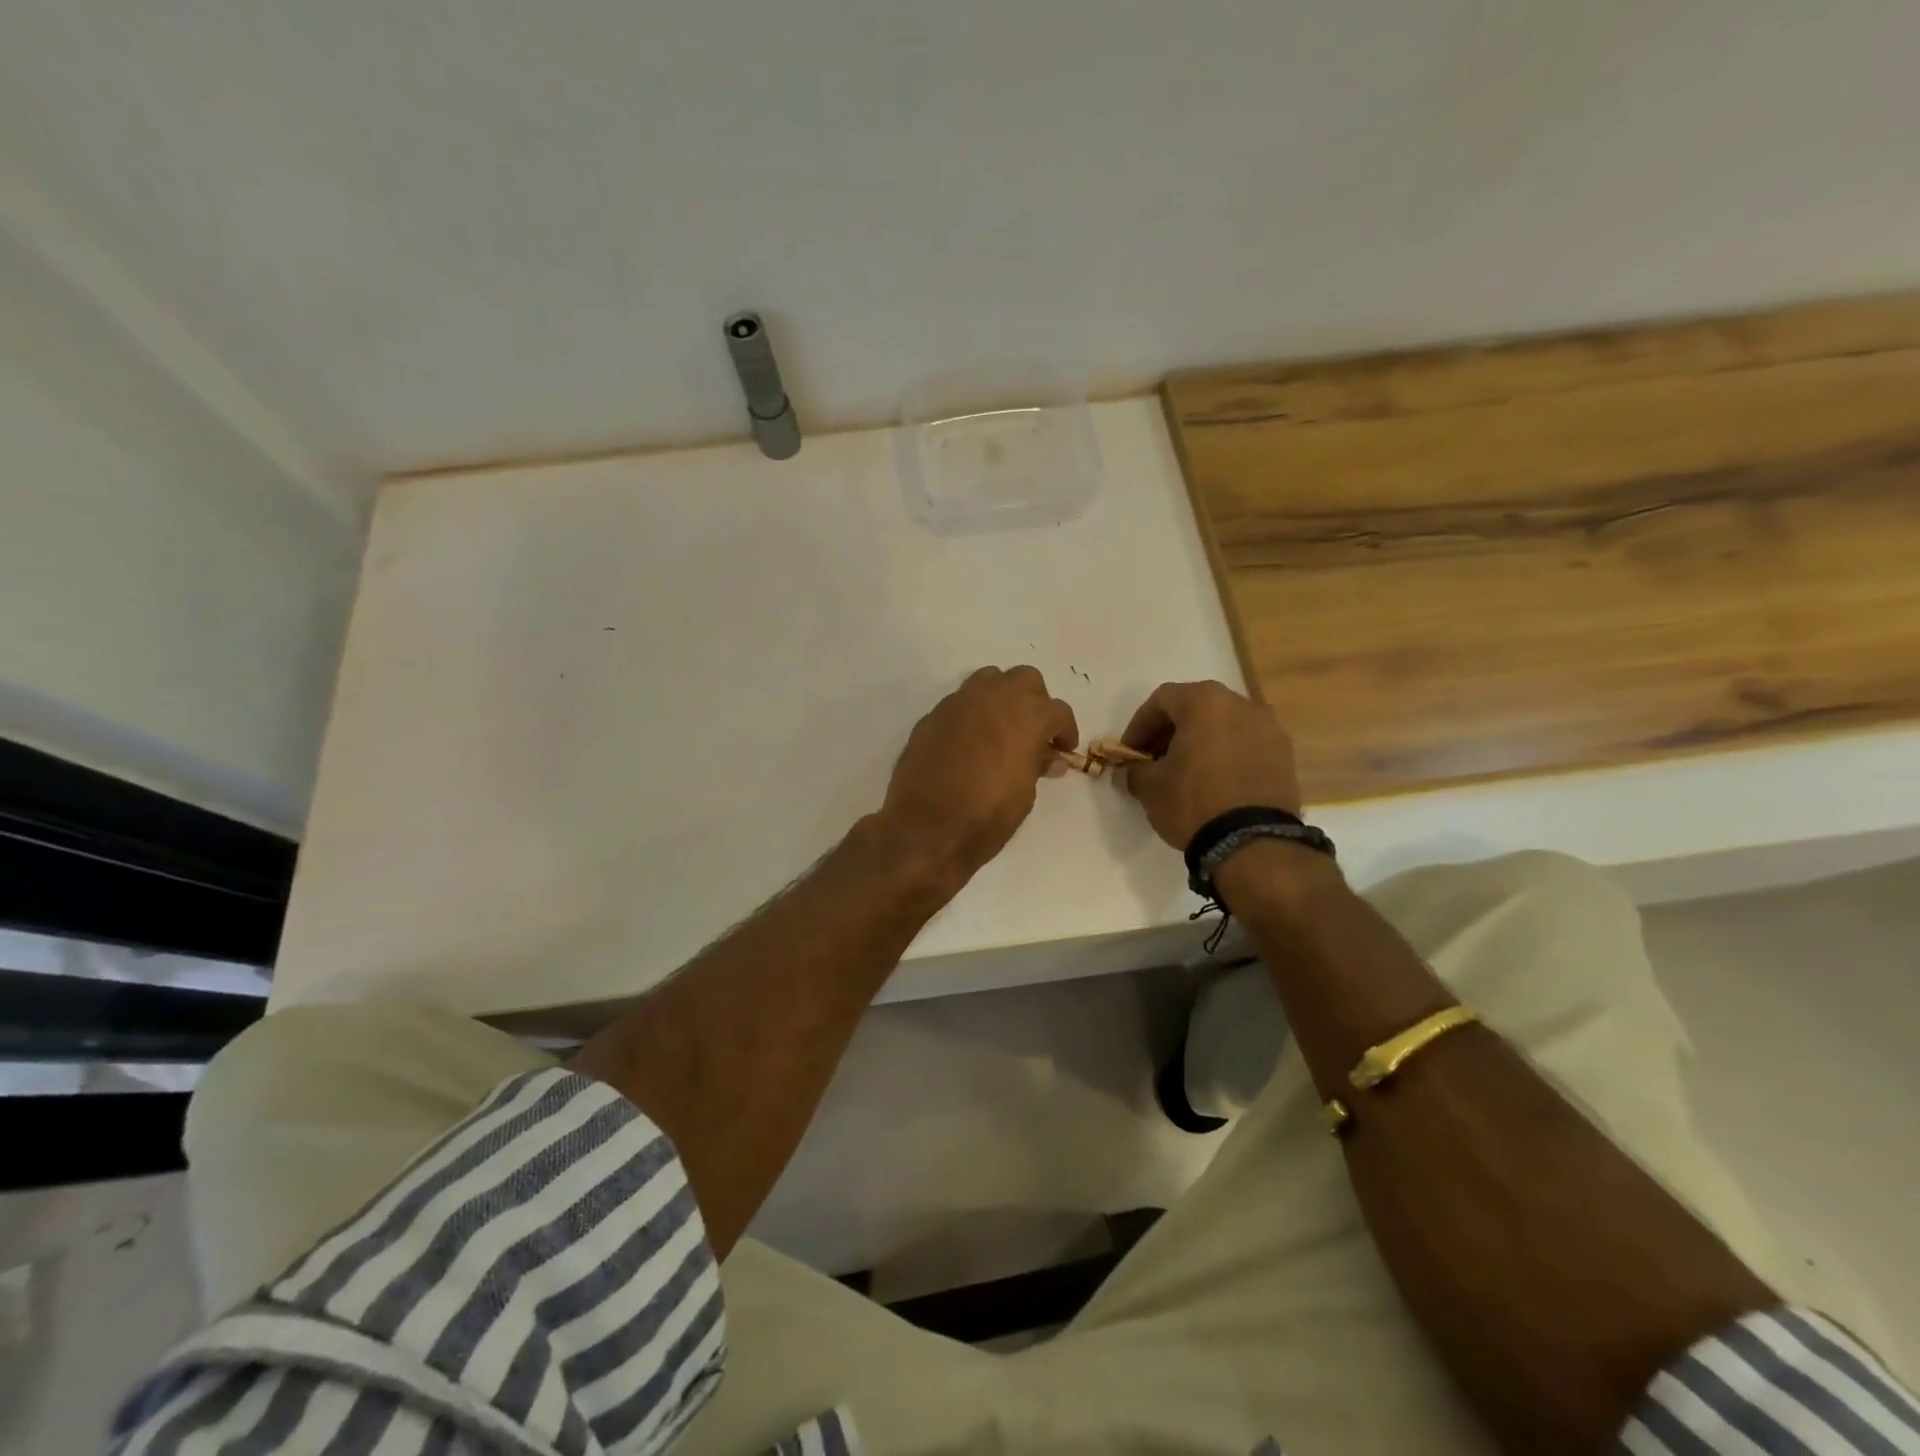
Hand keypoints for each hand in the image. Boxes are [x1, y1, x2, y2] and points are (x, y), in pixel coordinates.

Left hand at [877, 666, 1078, 886]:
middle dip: (1034, 701)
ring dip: (1001, 697)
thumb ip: (1037, 766)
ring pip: (990, 680)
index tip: (1063, 749)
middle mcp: (995, 697)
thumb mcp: (1025, 794)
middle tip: (1033, 731)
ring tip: (1001, 728)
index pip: (1058, 711)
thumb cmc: (987, 815)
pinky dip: (972, 714)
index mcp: (1028, 715)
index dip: (1065, 730)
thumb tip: (1048, 758)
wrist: (926, 827)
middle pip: (1026, 680)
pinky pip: (961, 703)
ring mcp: (960, 702)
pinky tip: (969, 742)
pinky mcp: (933, 715)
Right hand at [1119, 680, 1301, 849]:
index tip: (1130, 753)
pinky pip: (1246, 746)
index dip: (1139, 725)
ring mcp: (1270, 729)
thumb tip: (1129, 771)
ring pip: (1224, 726)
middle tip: (1154, 761)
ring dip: (1200, 743)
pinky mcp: (1286, 756)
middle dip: (1171, 732)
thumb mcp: (1149, 787)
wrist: (1253, 842)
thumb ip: (1133, 770)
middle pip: (1196, 709)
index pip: (1162, 700)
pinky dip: (1226, 757)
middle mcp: (1242, 704)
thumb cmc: (1194, 801)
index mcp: (1206, 701)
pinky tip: (1214, 784)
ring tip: (1185, 774)